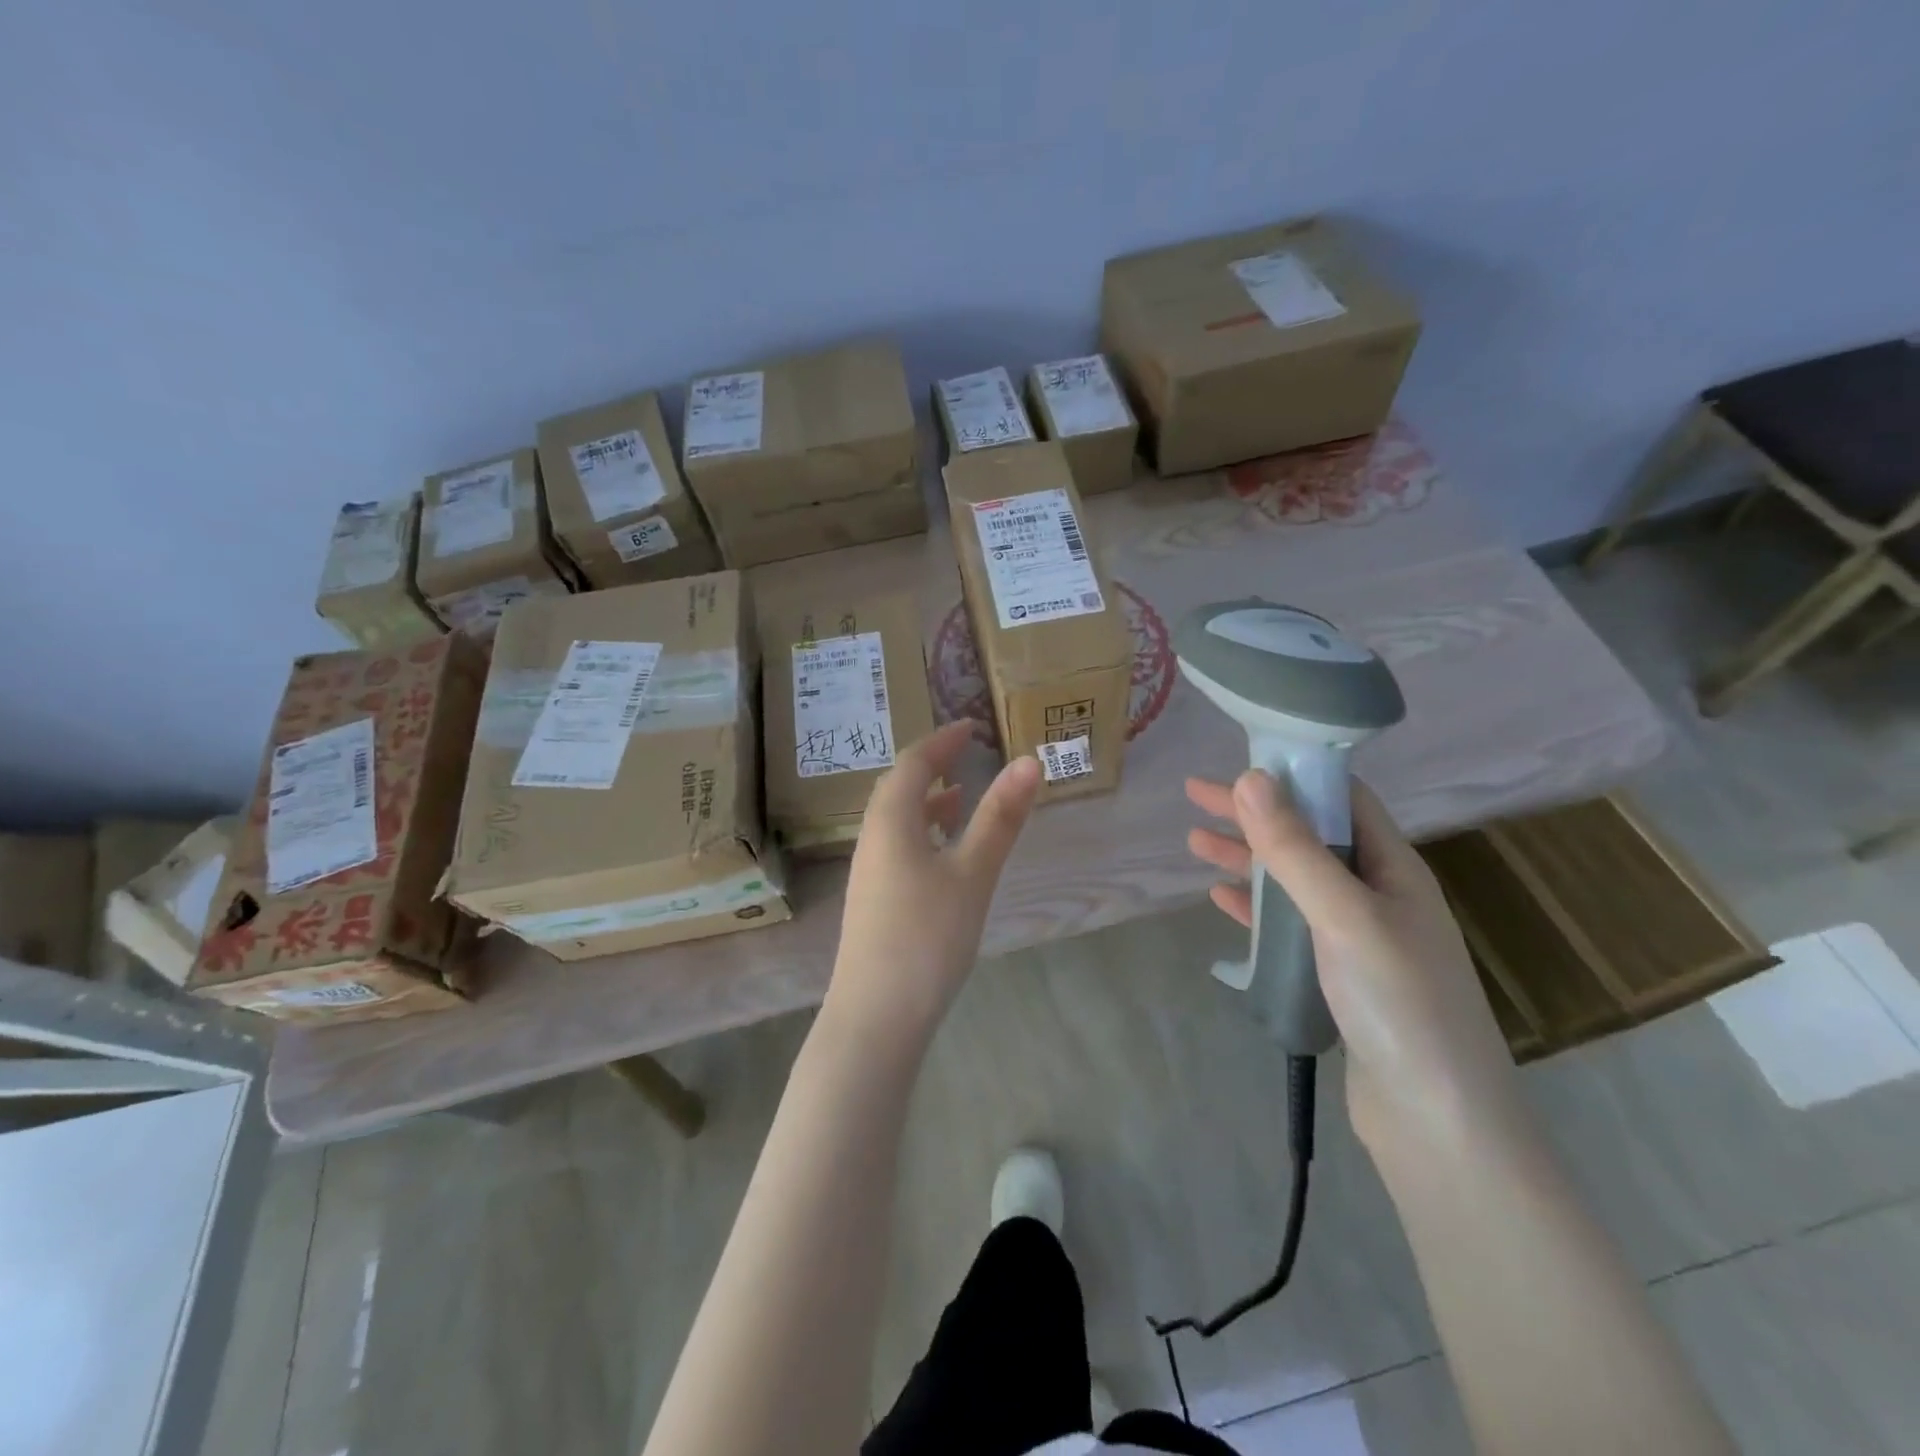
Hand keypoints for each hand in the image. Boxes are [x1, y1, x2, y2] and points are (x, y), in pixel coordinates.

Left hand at [825, 722, 1042, 1045]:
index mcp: (891, 821)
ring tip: (959, 796)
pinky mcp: (873, 899)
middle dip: (931, 765)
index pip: (913, 762)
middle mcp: (872, 837)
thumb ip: (1000, 818)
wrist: (876, 1017)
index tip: (971, 725)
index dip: (942, 740)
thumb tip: (1029, 761)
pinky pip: (897, 845)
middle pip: (898, 787)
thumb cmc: (927, 937)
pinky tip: (942, 853)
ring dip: (926, 800)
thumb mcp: (972, 873)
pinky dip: (922, 832)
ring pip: (896, 819)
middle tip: (965, 754)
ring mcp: (869, 871)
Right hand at [1185, 771, 1522, 1152]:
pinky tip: (1222, 899)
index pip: (1343, 801)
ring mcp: (1358, 938)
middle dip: (1254, 814)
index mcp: (1393, 869)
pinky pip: (1289, 925)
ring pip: (1293, 881)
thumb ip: (1296, 850)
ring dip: (1247, 858)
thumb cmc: (1400, 1004)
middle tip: (1195, 795)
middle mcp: (1378, 895)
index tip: (1241, 758)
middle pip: (1309, 837)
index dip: (1295, 774)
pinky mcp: (1337, 977)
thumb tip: (1250, 778)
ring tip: (1195, 842)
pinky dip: (1255, 907)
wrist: (1437, 1122)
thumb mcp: (1345, 917)